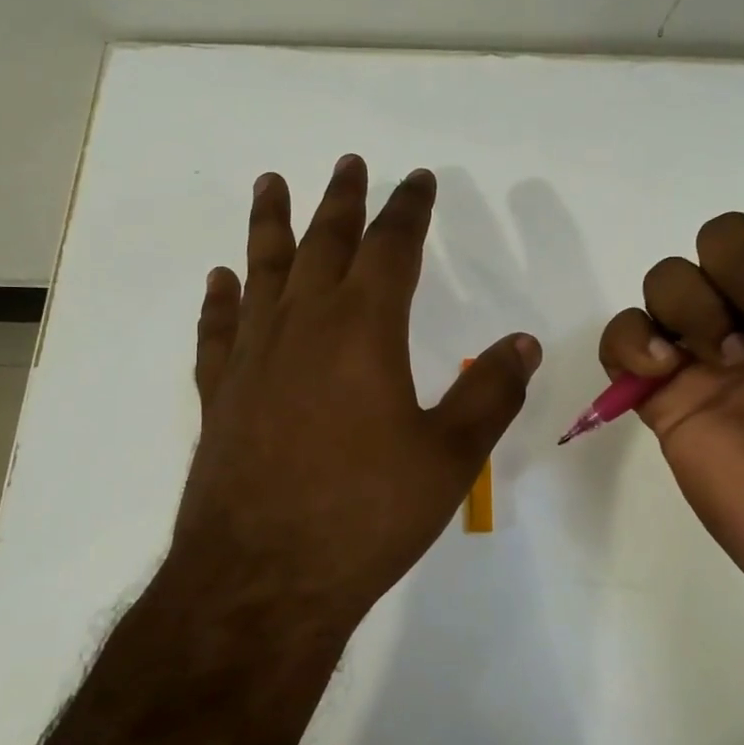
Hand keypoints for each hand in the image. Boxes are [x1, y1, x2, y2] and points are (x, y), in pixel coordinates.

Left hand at [168, 155, 541, 620]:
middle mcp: (304, 326)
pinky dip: (221, 299)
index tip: (418, 179)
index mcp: (364, 330)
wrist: (264, 579)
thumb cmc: (366, 514)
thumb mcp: (449, 456)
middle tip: (349, 165)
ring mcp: (254, 358)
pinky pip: (219, 330)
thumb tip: (524, 343)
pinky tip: (221, 280)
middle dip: (342, 201)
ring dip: (270, 225)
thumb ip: (490, 393)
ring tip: (271, 183)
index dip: (409, 208)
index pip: (392, 247)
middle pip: (324, 244)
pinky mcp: (220, 395)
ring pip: (262, 271)